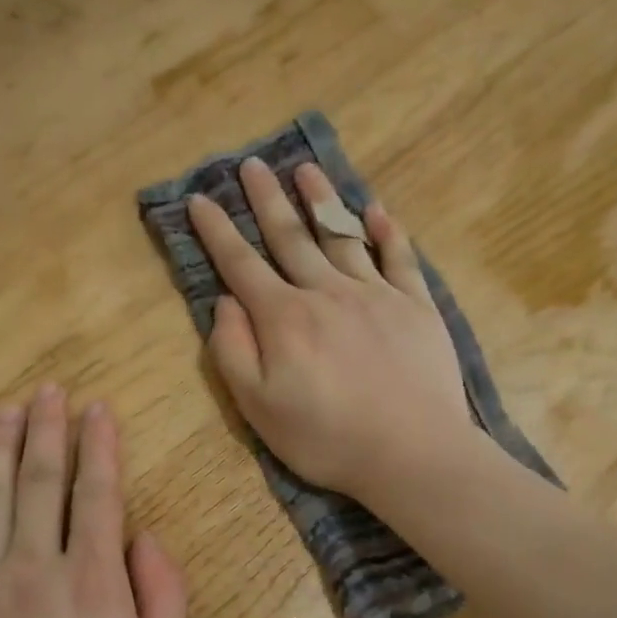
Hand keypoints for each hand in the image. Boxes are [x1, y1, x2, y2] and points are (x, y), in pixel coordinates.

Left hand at [0, 388, 186, 617]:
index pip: (97, 494)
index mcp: (92, 580)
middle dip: (47, 430)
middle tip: (48, 390)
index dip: (99, 446)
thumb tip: (146, 538)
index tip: (97, 408)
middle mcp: (36, 567)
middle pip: (40, 482)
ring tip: (6, 410)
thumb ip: (163, 597)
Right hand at [186, 158, 470, 504]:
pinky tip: (376, 210)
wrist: (413, 453)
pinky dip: (387, 232)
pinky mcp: (416, 306)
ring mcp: (376, 295)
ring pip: (342, 236)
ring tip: (305, 170)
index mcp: (284, 317)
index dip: (217, 231)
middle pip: (290, 237)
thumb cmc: (326, 437)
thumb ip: (233, 350)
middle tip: (251, 164)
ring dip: (321, 201)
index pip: (241, 264)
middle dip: (266, 200)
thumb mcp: (258, 407)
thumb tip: (225, 302)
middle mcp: (327, 292)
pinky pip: (400, 258)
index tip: (199, 200)